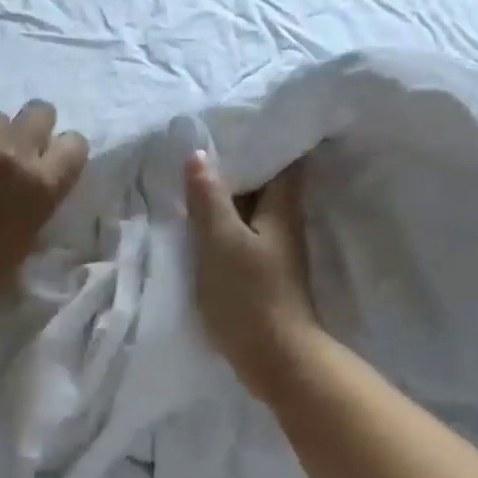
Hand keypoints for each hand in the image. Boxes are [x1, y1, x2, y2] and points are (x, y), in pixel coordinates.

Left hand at [0, 101, 88, 303]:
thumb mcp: (30, 235)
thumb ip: (38, 199)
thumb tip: (37, 184)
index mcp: (42, 182)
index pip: (75, 143)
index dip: (65, 152)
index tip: (54, 162)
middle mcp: (13, 153)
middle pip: (39, 111)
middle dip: (35, 126)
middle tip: (22, 148)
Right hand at [185, 152, 319, 399]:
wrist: (273, 357)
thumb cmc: (249, 295)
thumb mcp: (222, 242)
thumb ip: (210, 199)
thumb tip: (200, 155)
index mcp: (282, 209)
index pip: (284, 160)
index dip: (266, 138)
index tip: (237, 121)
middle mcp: (283, 224)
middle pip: (265, 183)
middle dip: (239, 164)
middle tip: (202, 144)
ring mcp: (273, 250)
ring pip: (250, 210)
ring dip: (227, 195)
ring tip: (193, 176)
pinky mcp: (261, 272)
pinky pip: (241, 234)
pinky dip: (223, 222)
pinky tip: (199, 221)